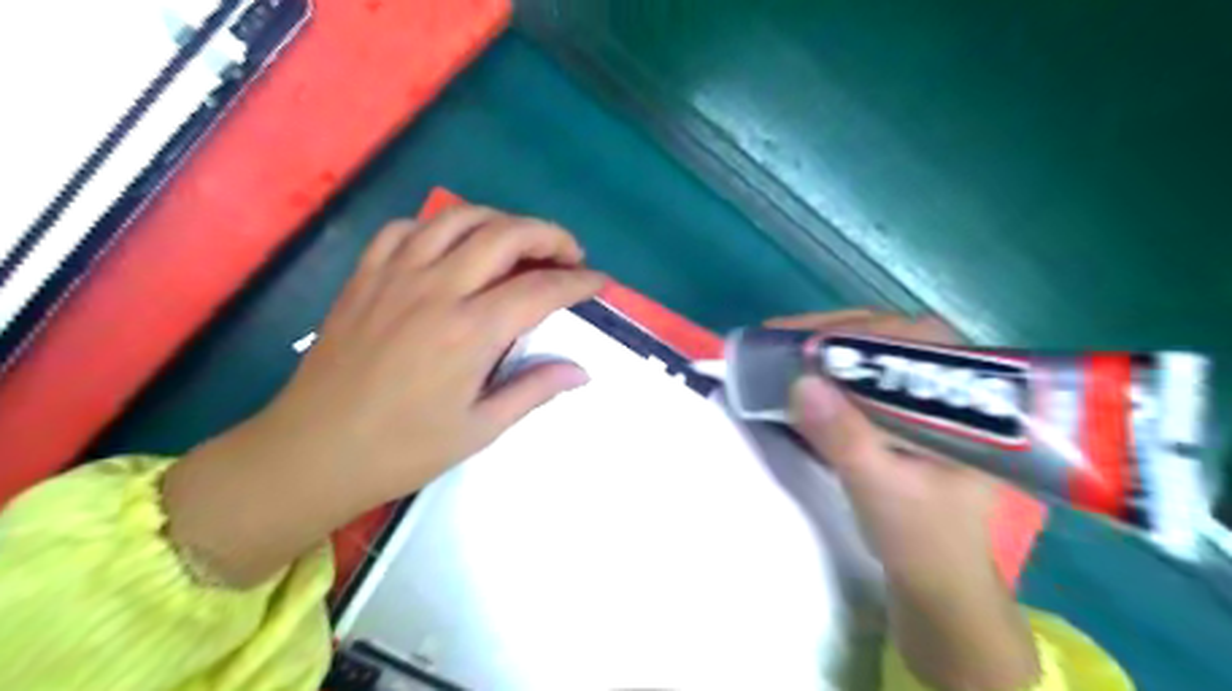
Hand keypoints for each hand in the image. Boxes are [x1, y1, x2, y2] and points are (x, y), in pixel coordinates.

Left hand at [162, 205, 605, 588]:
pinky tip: (450, 248)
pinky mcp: (364, 276)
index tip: (600, 283)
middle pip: (506, 235)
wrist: (313, 451)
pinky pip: (404, 229)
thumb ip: (535, 390)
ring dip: (500, 221)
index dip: (579, 282)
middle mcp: (437, 290)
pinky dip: (437, 227)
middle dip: (549, 236)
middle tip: (569, 255)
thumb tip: (581, 372)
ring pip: (457, 218)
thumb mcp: (481, 429)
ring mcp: (395, 276)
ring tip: (519, 243)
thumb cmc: (404, 449)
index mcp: (471, 332)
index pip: (541, 290)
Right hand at [768, 309, 1035, 690]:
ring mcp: (926, 399)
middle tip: (781, 339)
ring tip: (782, 349)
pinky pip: (864, 376)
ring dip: (828, 348)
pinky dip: (829, 371)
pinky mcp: (903, 413)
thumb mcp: (880, 490)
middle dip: (835, 334)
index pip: (918, 340)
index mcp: (970, 402)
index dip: (859, 332)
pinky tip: (801, 375)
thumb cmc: (921, 540)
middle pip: (893, 337)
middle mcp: (951, 388)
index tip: (806, 342)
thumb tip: (801, 383)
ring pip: (876, 353)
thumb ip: (846, 438)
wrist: (935, 582)